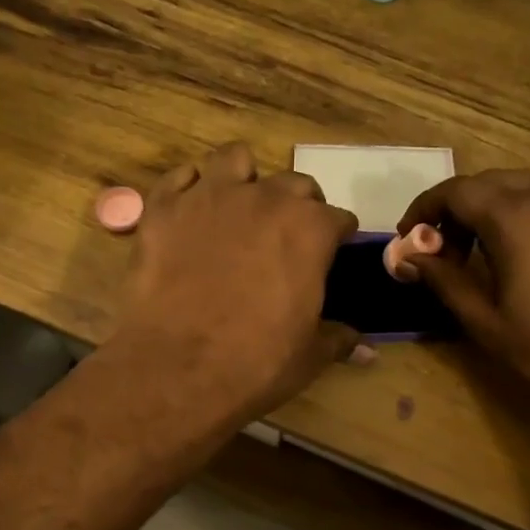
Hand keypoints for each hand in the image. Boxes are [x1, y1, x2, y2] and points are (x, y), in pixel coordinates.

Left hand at [105, 143, 362, 427]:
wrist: (177, 369)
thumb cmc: (255, 363)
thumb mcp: (308, 356)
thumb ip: (338, 338)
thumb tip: (366, 348)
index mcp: (310, 229)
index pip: (338, 219)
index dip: (336, 238)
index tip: (330, 255)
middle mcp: (264, 199)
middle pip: (294, 185)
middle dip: (297, 206)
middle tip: (285, 238)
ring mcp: (210, 197)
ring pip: (235, 160)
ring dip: (243, 179)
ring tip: (238, 209)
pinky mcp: (164, 209)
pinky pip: (179, 178)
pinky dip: (188, 190)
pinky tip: (189, 213)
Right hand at [396, 170, 529, 423]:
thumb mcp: (488, 323)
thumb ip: (444, 280)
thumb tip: (407, 255)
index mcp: (516, 215)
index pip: (455, 191)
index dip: (424, 210)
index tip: (410, 239)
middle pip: (490, 183)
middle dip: (458, 209)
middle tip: (444, 252)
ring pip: (527, 189)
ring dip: (495, 212)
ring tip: (486, 259)